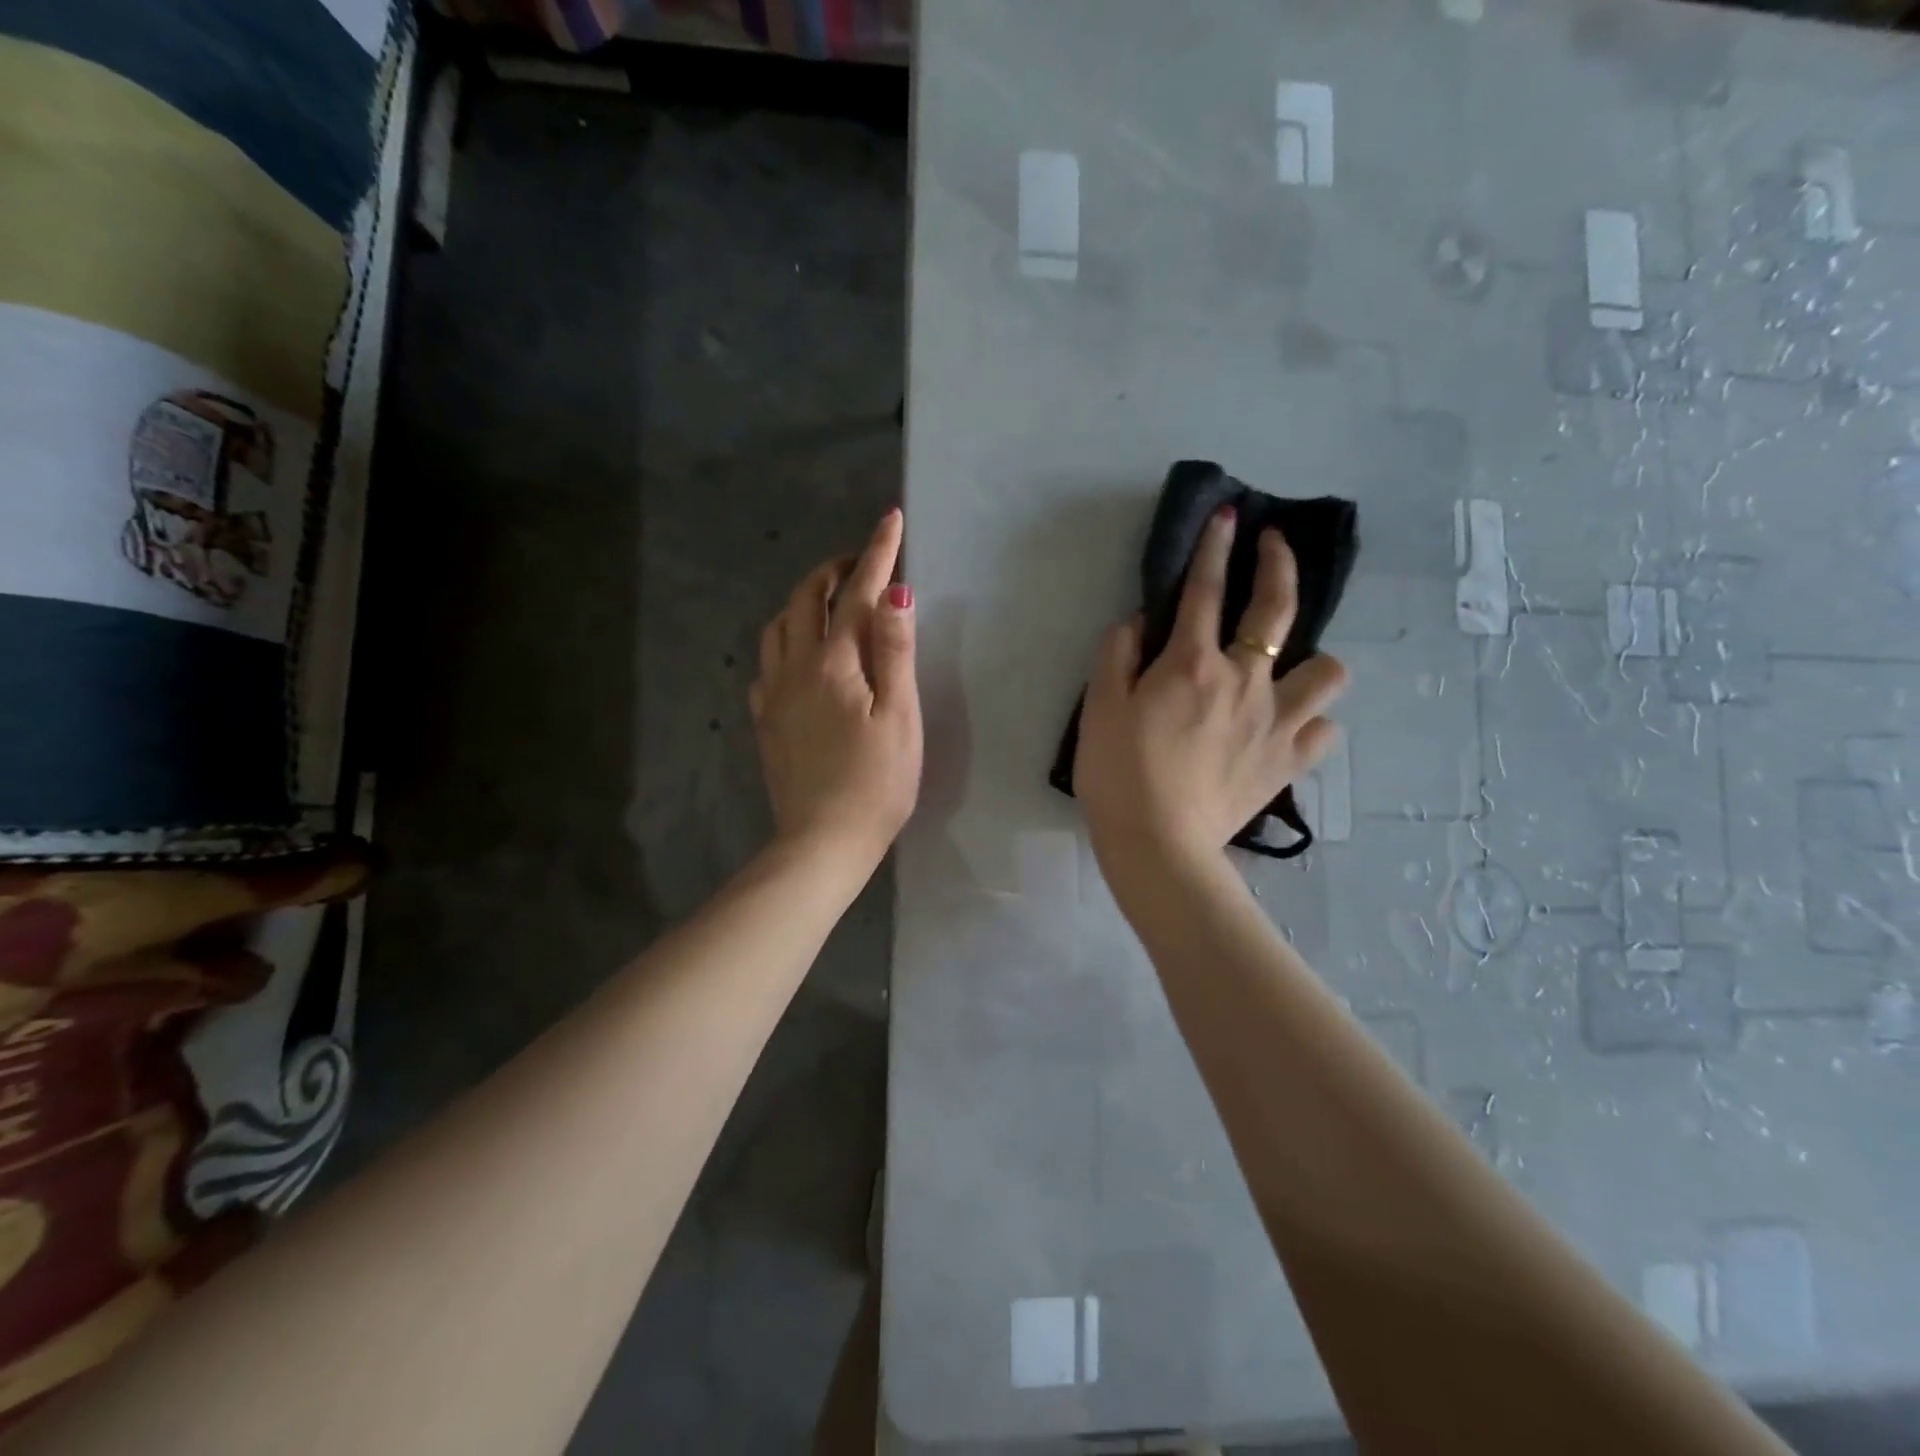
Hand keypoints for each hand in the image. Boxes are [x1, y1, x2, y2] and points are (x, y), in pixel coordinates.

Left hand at [751, 509, 922, 873]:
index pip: (856, 593)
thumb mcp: (899, 715)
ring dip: (802, 601)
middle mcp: (795, 668)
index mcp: (834, 663)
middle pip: (804, 600)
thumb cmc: (877, 782)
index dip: (876, 553)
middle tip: (860, 562)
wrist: (824, 840)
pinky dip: (784, 642)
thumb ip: (894, 650)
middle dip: (832, 570)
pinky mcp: (766, 722)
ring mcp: (774, 696)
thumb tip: (894, 590)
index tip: (891, 519)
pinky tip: (798, 656)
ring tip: (827, 602)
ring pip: (777, 628)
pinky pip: (767, 665)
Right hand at [1075, 506, 1347, 871]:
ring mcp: (1276, 722)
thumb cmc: (1118, 774)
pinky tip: (1290, 727)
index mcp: (1192, 665)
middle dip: (1278, 565)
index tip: (1228, 515)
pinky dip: (1311, 723)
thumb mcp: (1099, 708)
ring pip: (1327, 671)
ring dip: (1312, 660)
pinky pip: (1323, 731)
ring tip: (1289, 668)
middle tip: (1273, 545)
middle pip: (1278, 609)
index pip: (1204, 590)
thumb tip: (1139, 621)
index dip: (1215, 547)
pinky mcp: (1288, 762)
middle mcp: (1245, 682)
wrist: (1158, 845)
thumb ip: (1118, 655)